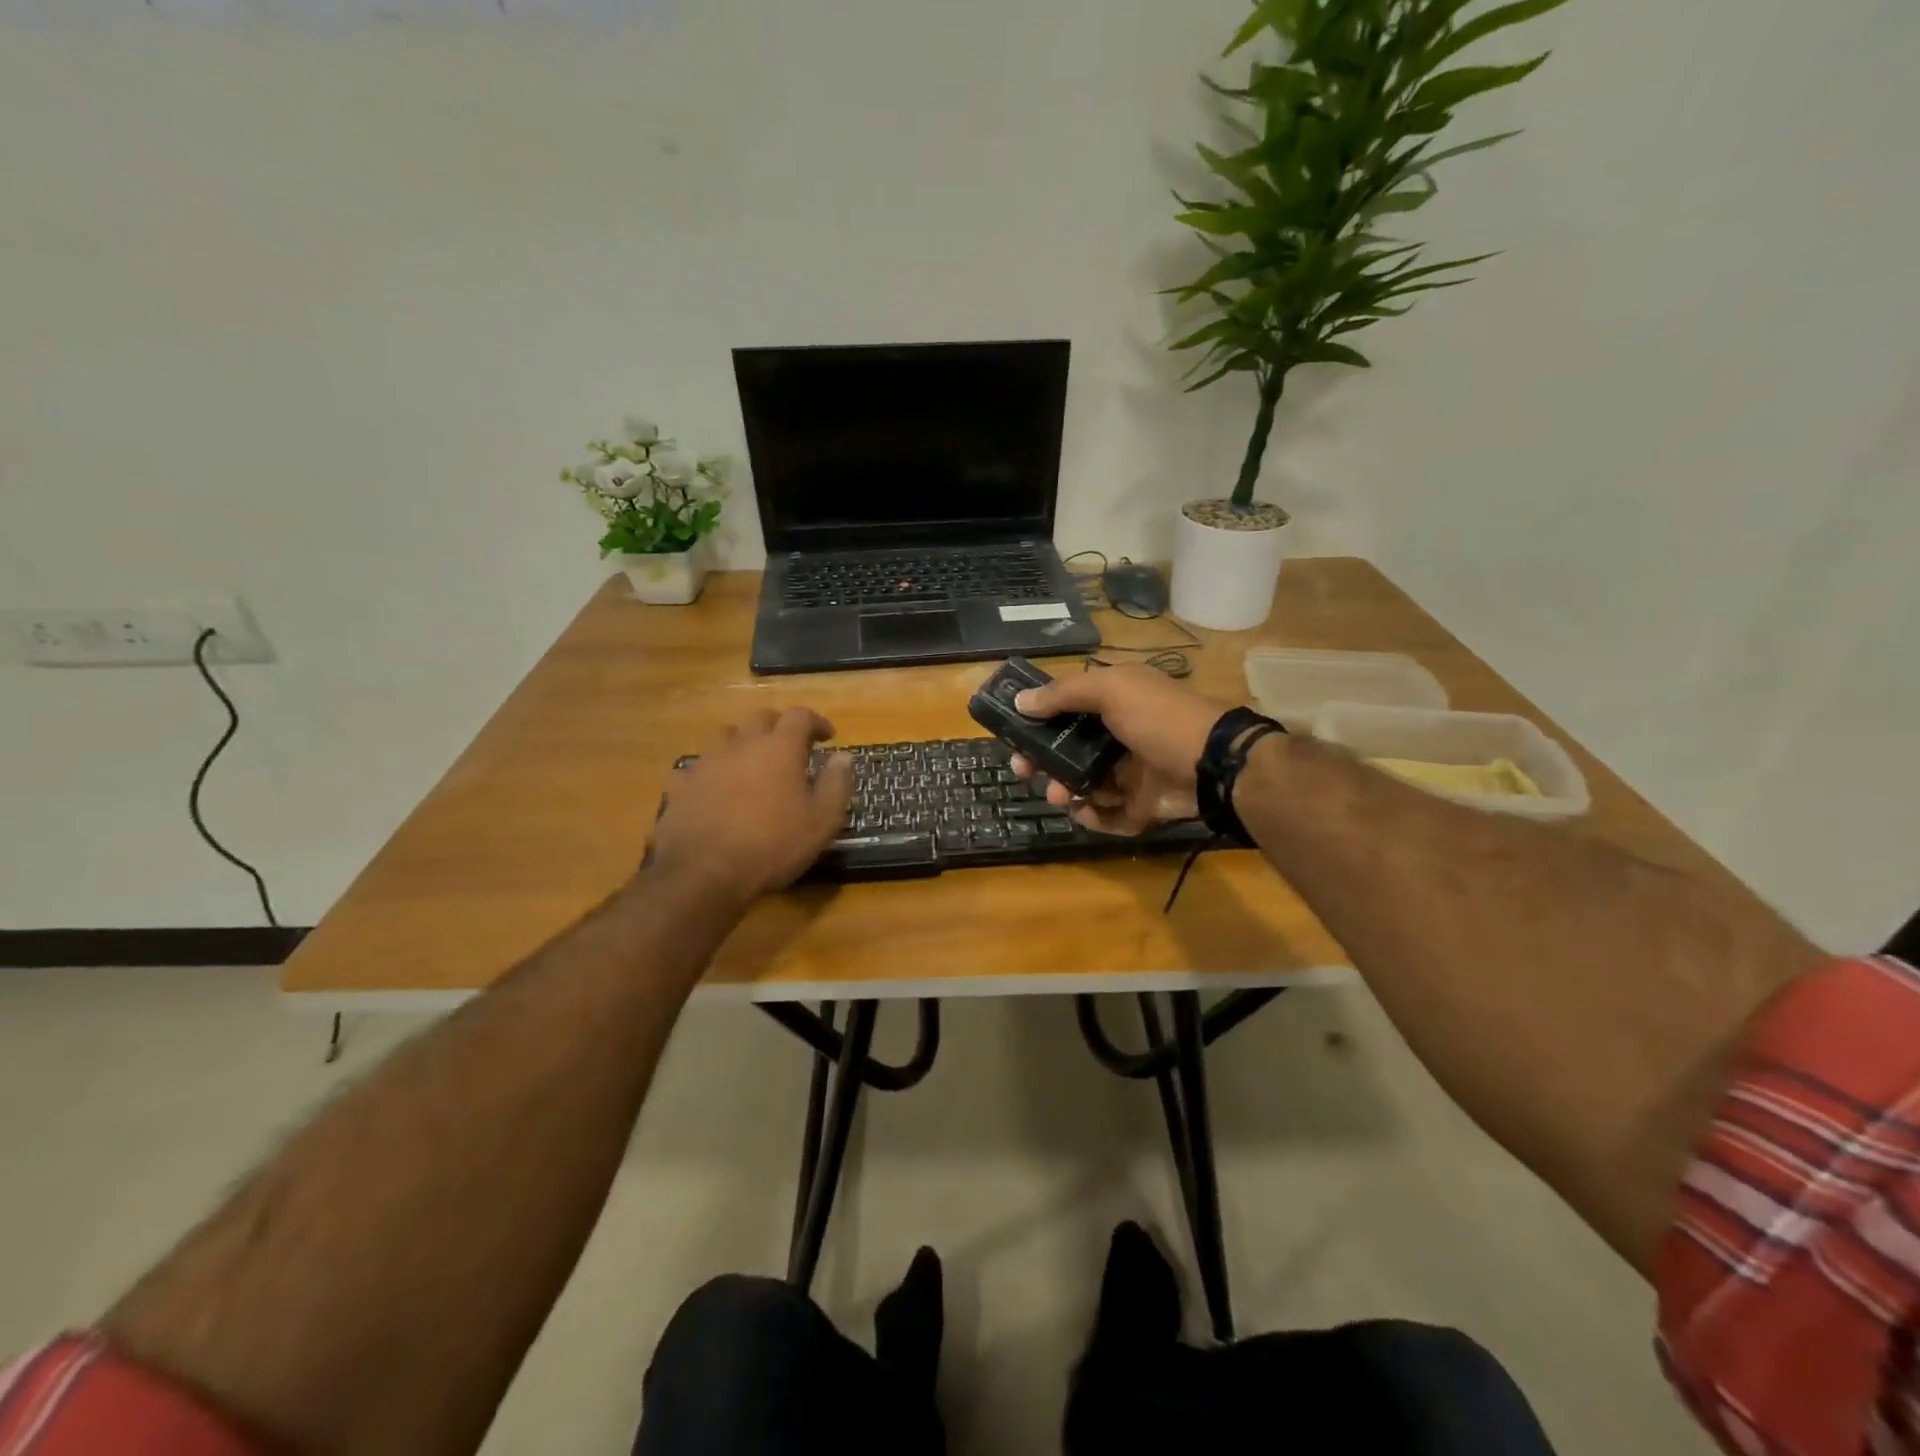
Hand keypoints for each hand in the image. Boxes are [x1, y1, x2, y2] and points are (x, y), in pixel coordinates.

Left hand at [646, 709, 853, 901]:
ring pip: (727, 737)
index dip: (816, 722)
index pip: (800, 716)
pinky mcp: (681, 785)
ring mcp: (707, 762)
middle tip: (792, 747)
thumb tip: (845, 756)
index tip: (827, 737)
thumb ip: (837, 784)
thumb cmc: (773, 845)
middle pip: (761, 718)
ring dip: (745, 743)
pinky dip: (715, 771)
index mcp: (779, 748)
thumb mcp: (822, 821)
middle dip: (779, 726)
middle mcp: (741, 744)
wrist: (703, 873)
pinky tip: (717, 790)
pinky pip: (701, 767)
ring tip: (753, 764)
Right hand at [1008, 665, 1228, 835]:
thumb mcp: (1111, 690)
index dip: (1038, 721)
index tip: (1013, 733)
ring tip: (1058, 794)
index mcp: (1115, 703)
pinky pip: (1108, 815)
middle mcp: (1120, 736)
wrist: (1213, 763)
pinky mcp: (1142, 806)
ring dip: (1064, 789)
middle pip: (1069, 751)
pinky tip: (1084, 811)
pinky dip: (1093, 816)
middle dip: (1042, 761)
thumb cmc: (1159, 717)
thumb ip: (1063, 694)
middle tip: (1023, 770)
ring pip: (1084, 785)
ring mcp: (1132, 773)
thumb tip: (1020, 701)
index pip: (1067, 711)